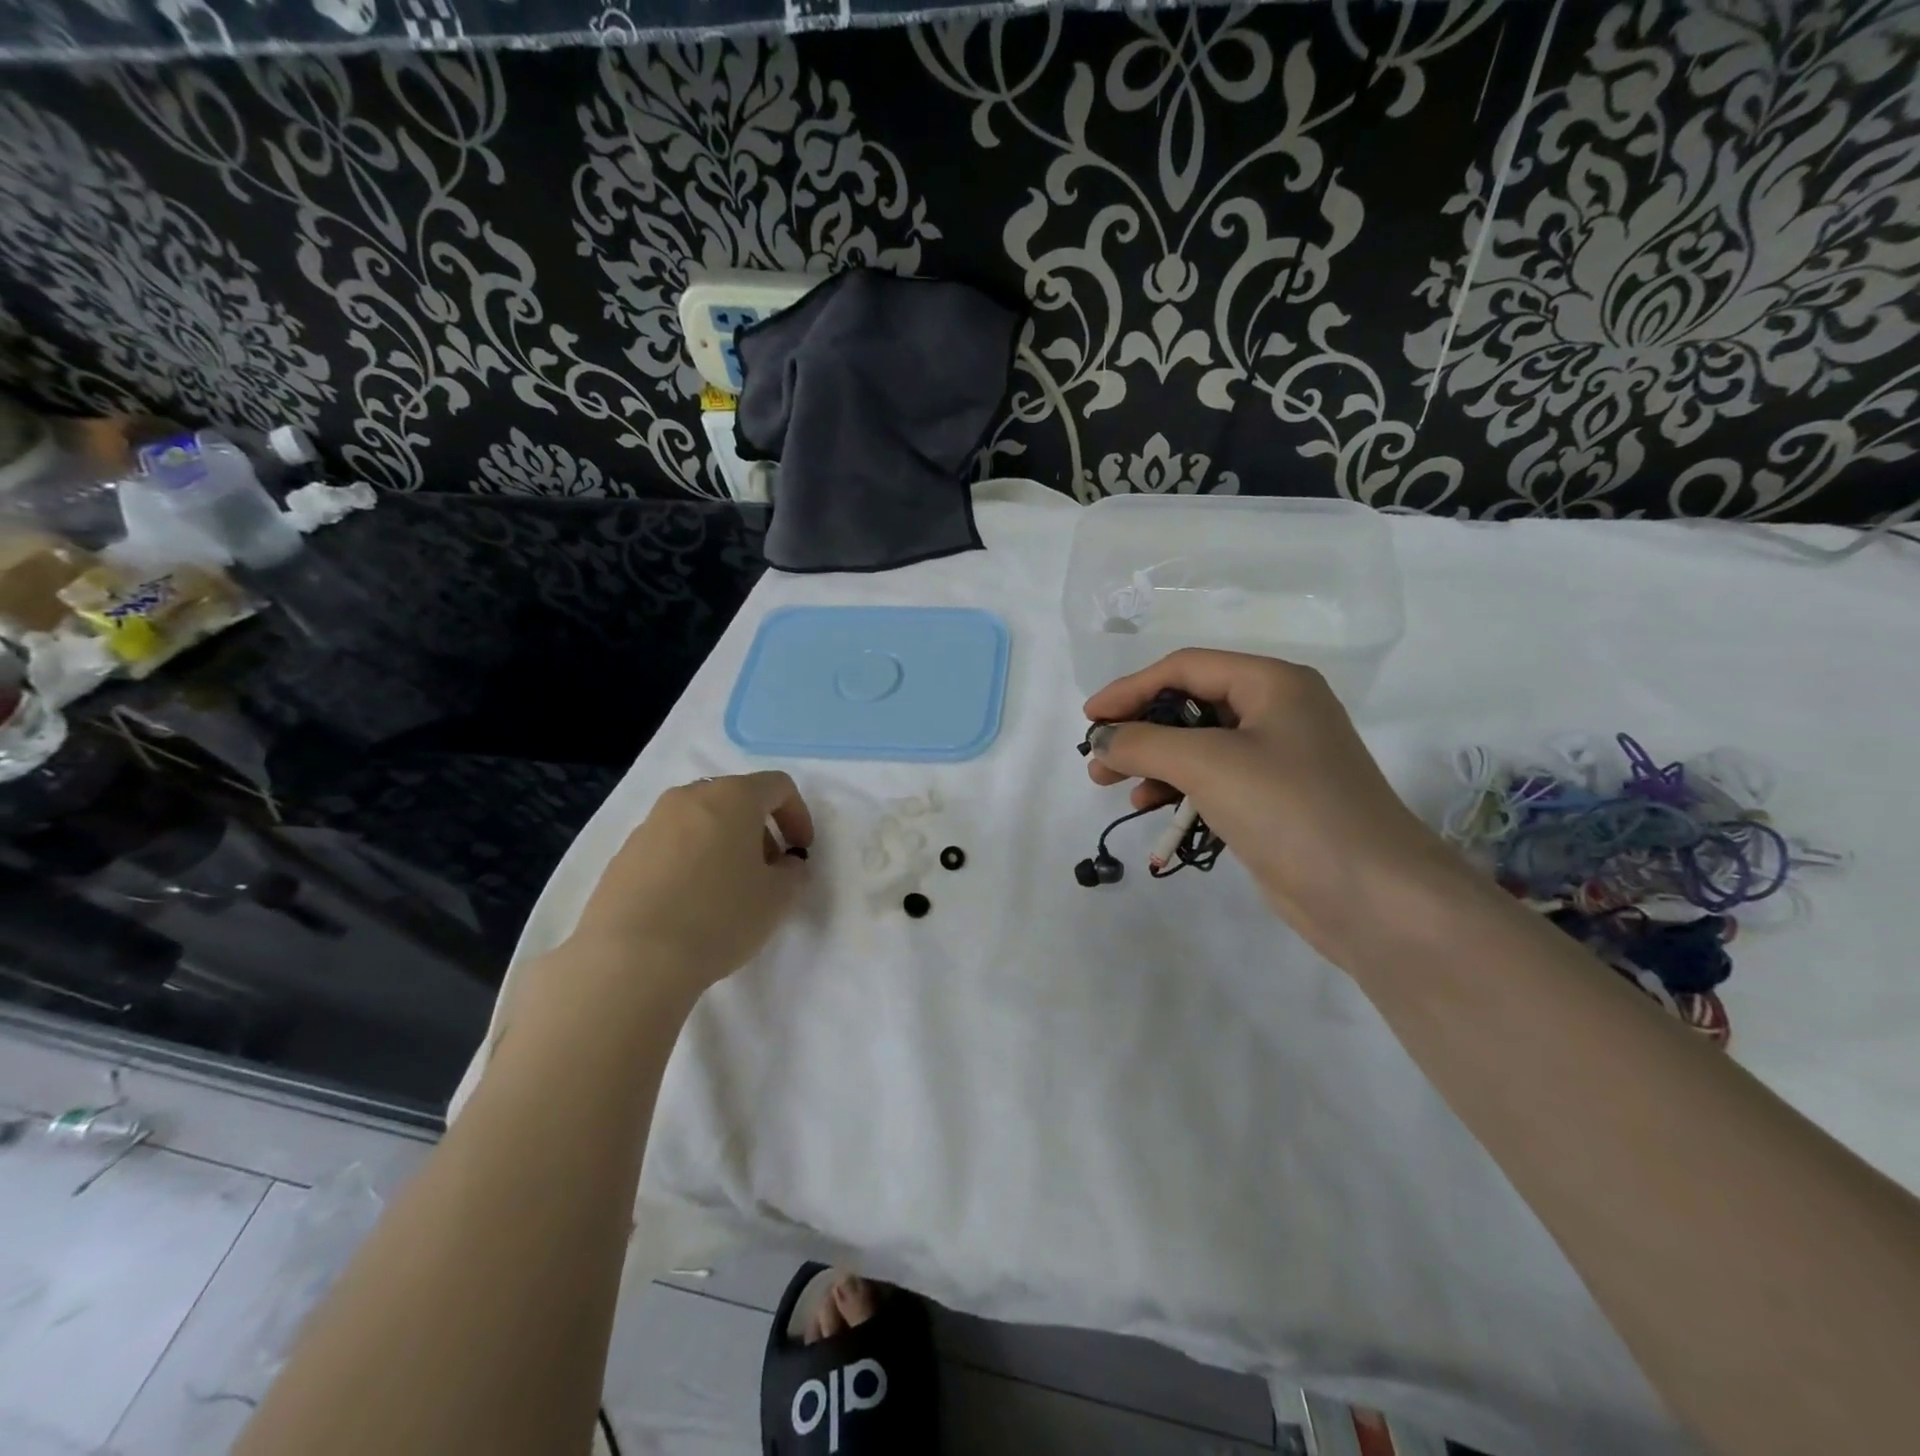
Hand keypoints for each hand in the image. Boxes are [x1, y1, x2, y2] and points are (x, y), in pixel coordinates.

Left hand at [568, 771, 813, 996]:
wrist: (631, 960)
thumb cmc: (719, 918)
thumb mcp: (779, 898)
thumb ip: (794, 873)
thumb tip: (785, 865)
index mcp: (731, 797)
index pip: (778, 786)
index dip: (799, 815)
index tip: (800, 852)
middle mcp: (688, 798)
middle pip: (736, 800)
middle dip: (759, 831)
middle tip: (768, 872)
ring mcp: (650, 825)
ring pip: (700, 822)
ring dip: (723, 846)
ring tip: (728, 892)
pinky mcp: (623, 856)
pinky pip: (670, 847)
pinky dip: (690, 863)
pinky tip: (690, 906)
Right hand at [1084, 650, 1450, 956]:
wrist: (1373, 896)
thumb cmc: (1290, 809)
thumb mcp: (1208, 764)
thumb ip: (1144, 743)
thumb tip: (1101, 739)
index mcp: (1272, 683)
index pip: (1184, 669)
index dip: (1129, 688)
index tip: (1088, 719)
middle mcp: (1277, 711)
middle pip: (1190, 705)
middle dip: (1138, 729)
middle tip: (1095, 756)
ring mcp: (1278, 758)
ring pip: (1198, 746)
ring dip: (1152, 761)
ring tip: (1109, 784)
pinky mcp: (1274, 800)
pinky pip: (1213, 780)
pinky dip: (1178, 788)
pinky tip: (1150, 805)